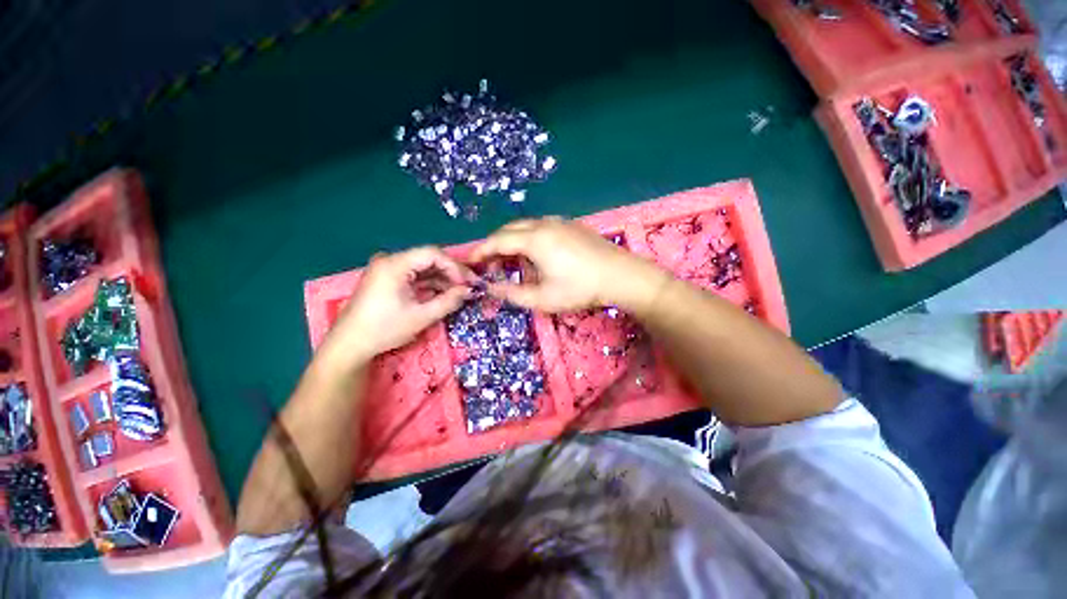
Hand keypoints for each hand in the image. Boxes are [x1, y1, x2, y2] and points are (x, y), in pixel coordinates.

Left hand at [320, 247, 473, 368]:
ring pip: (423, 268)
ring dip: (442, 279)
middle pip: (428, 259)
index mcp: (394, 264)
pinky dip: (430, 284)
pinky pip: (414, 276)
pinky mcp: (387, 279)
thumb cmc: (384, 329)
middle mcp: (390, 260)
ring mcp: (387, 269)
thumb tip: (469, 291)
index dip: (455, 267)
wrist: (350, 345)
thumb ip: (449, 301)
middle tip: (469, 286)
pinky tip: (444, 294)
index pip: (433, 254)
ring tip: (460, 292)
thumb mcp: (421, 316)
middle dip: (451, 273)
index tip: (469, 282)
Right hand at [470, 217, 669, 313]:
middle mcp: (544, 223)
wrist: (621, 275)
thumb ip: (512, 293)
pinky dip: (530, 238)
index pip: (497, 241)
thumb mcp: (543, 298)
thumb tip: (490, 288)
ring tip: (513, 262)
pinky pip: (542, 227)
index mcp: (534, 238)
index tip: (470, 261)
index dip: (481, 251)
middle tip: (492, 265)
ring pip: (526, 227)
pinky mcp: (572, 225)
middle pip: (510, 229)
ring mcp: (560, 221)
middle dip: (496, 245)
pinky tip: (538, 255)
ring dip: (514, 241)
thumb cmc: (580, 288)